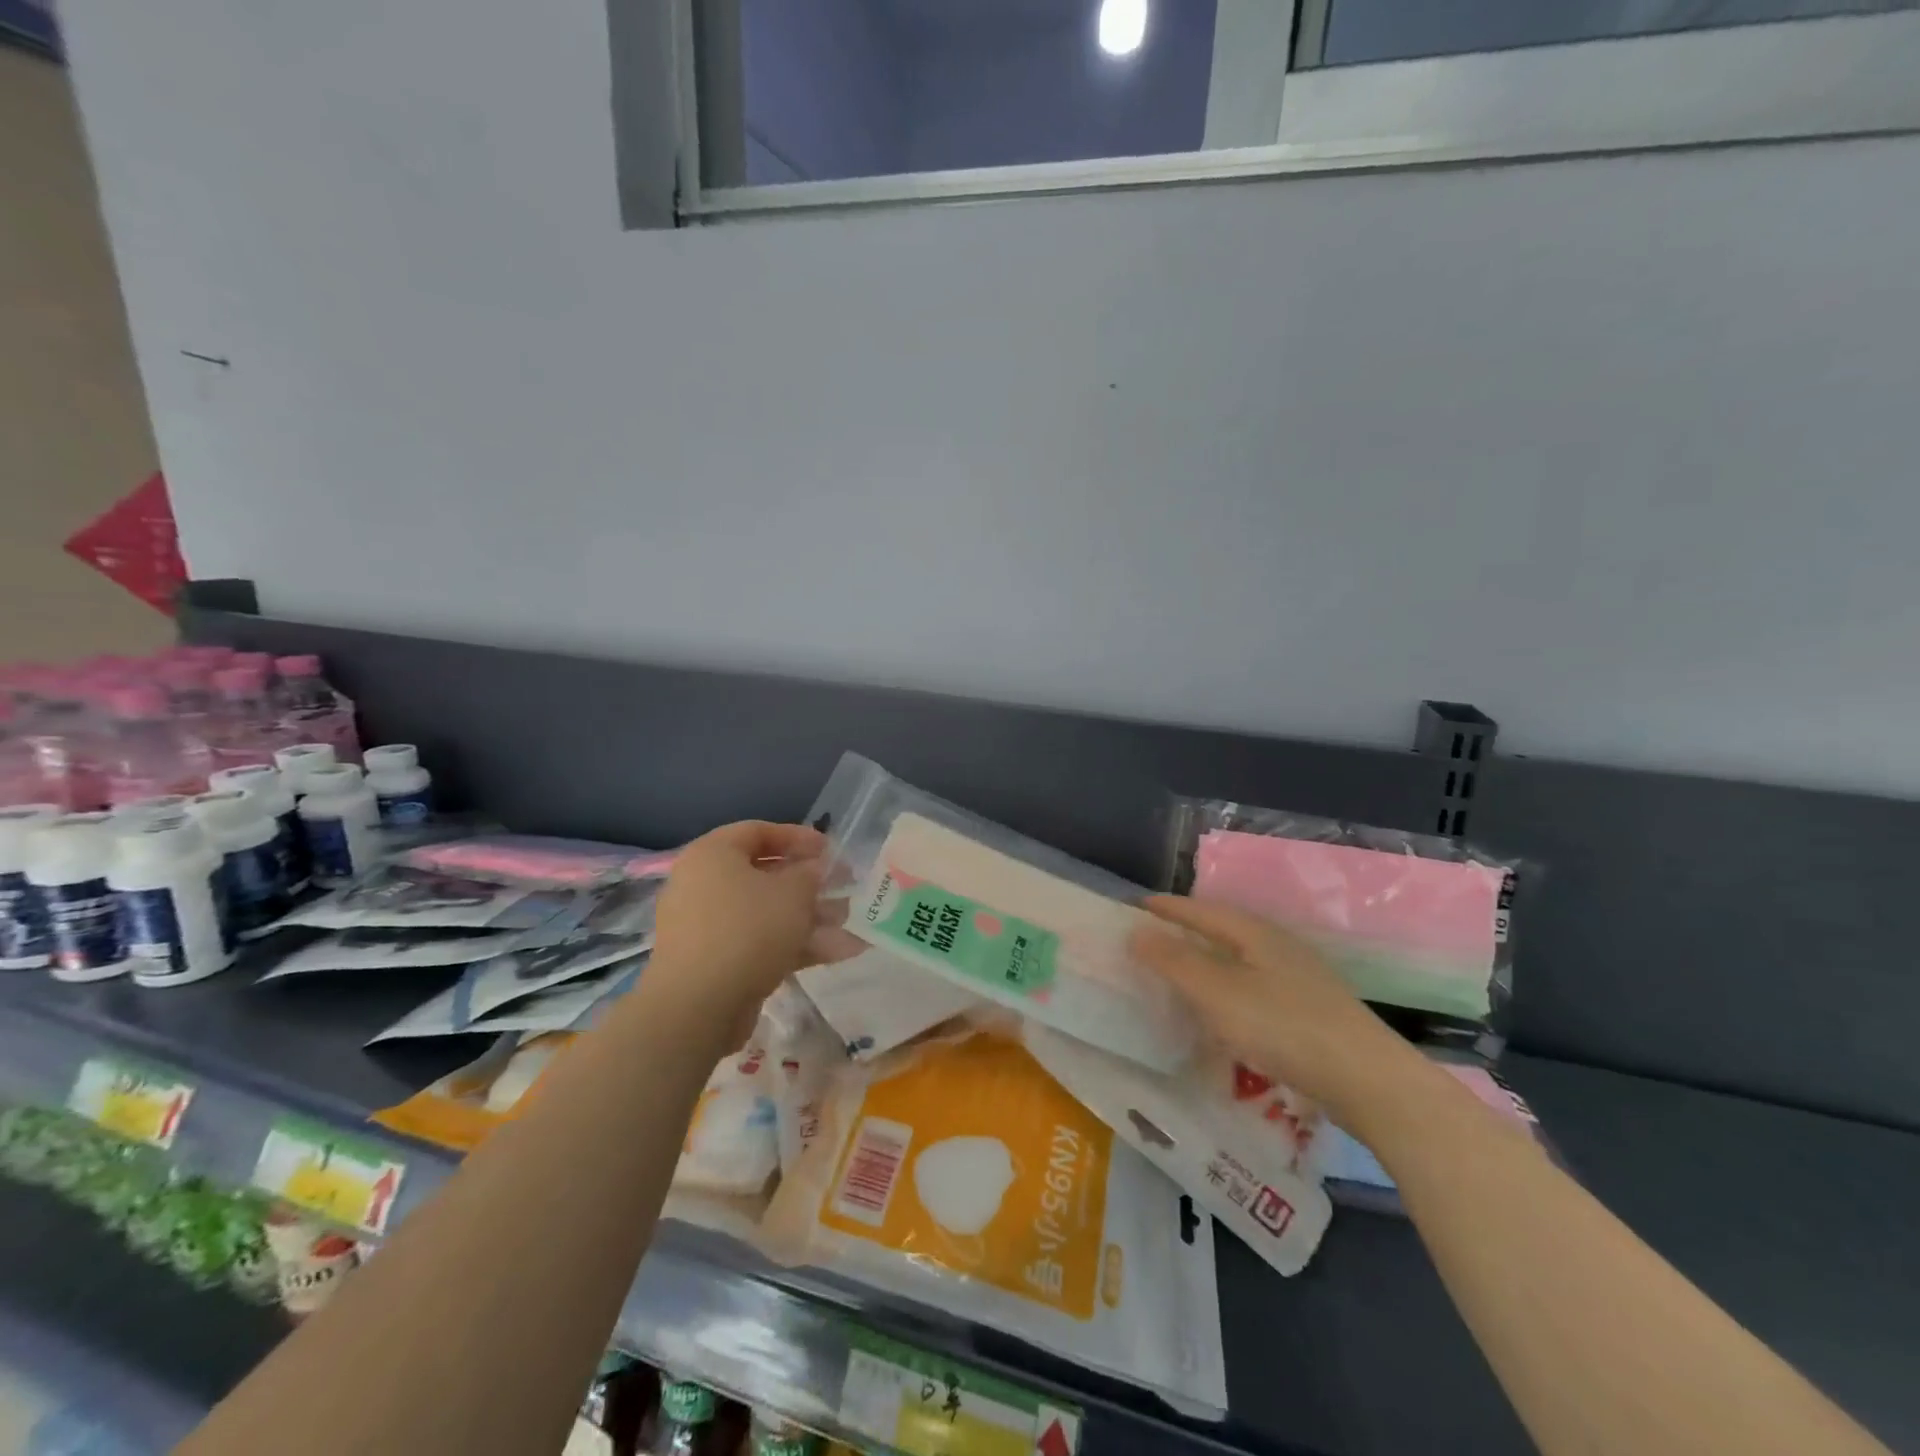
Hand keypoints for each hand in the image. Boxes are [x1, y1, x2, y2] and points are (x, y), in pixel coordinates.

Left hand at [648, 821, 825, 1027]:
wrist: (698, 1007)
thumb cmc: (747, 930)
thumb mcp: (792, 893)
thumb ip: (810, 874)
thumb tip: (813, 870)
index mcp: (713, 855)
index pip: (758, 831)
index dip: (798, 837)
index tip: (830, 850)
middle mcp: (703, 884)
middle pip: (764, 874)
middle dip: (809, 883)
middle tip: (843, 886)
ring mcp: (708, 926)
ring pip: (766, 912)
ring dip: (809, 916)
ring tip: (848, 921)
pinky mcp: (716, 962)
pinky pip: (760, 942)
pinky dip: (795, 944)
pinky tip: (839, 952)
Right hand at [1131, 896, 1425, 1123]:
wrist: (1367, 1080)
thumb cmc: (1283, 1026)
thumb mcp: (1218, 993)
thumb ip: (1175, 962)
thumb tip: (1136, 932)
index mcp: (1255, 933)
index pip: (1202, 910)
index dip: (1169, 908)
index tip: (1138, 906)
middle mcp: (1278, 946)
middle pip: (1224, 929)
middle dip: (1188, 930)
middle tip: (1154, 936)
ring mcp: (1299, 977)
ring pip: (1241, 958)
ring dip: (1209, 960)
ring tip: (1182, 971)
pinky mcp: (1310, 1009)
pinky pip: (1255, 985)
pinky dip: (1228, 987)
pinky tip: (1225, 1010)